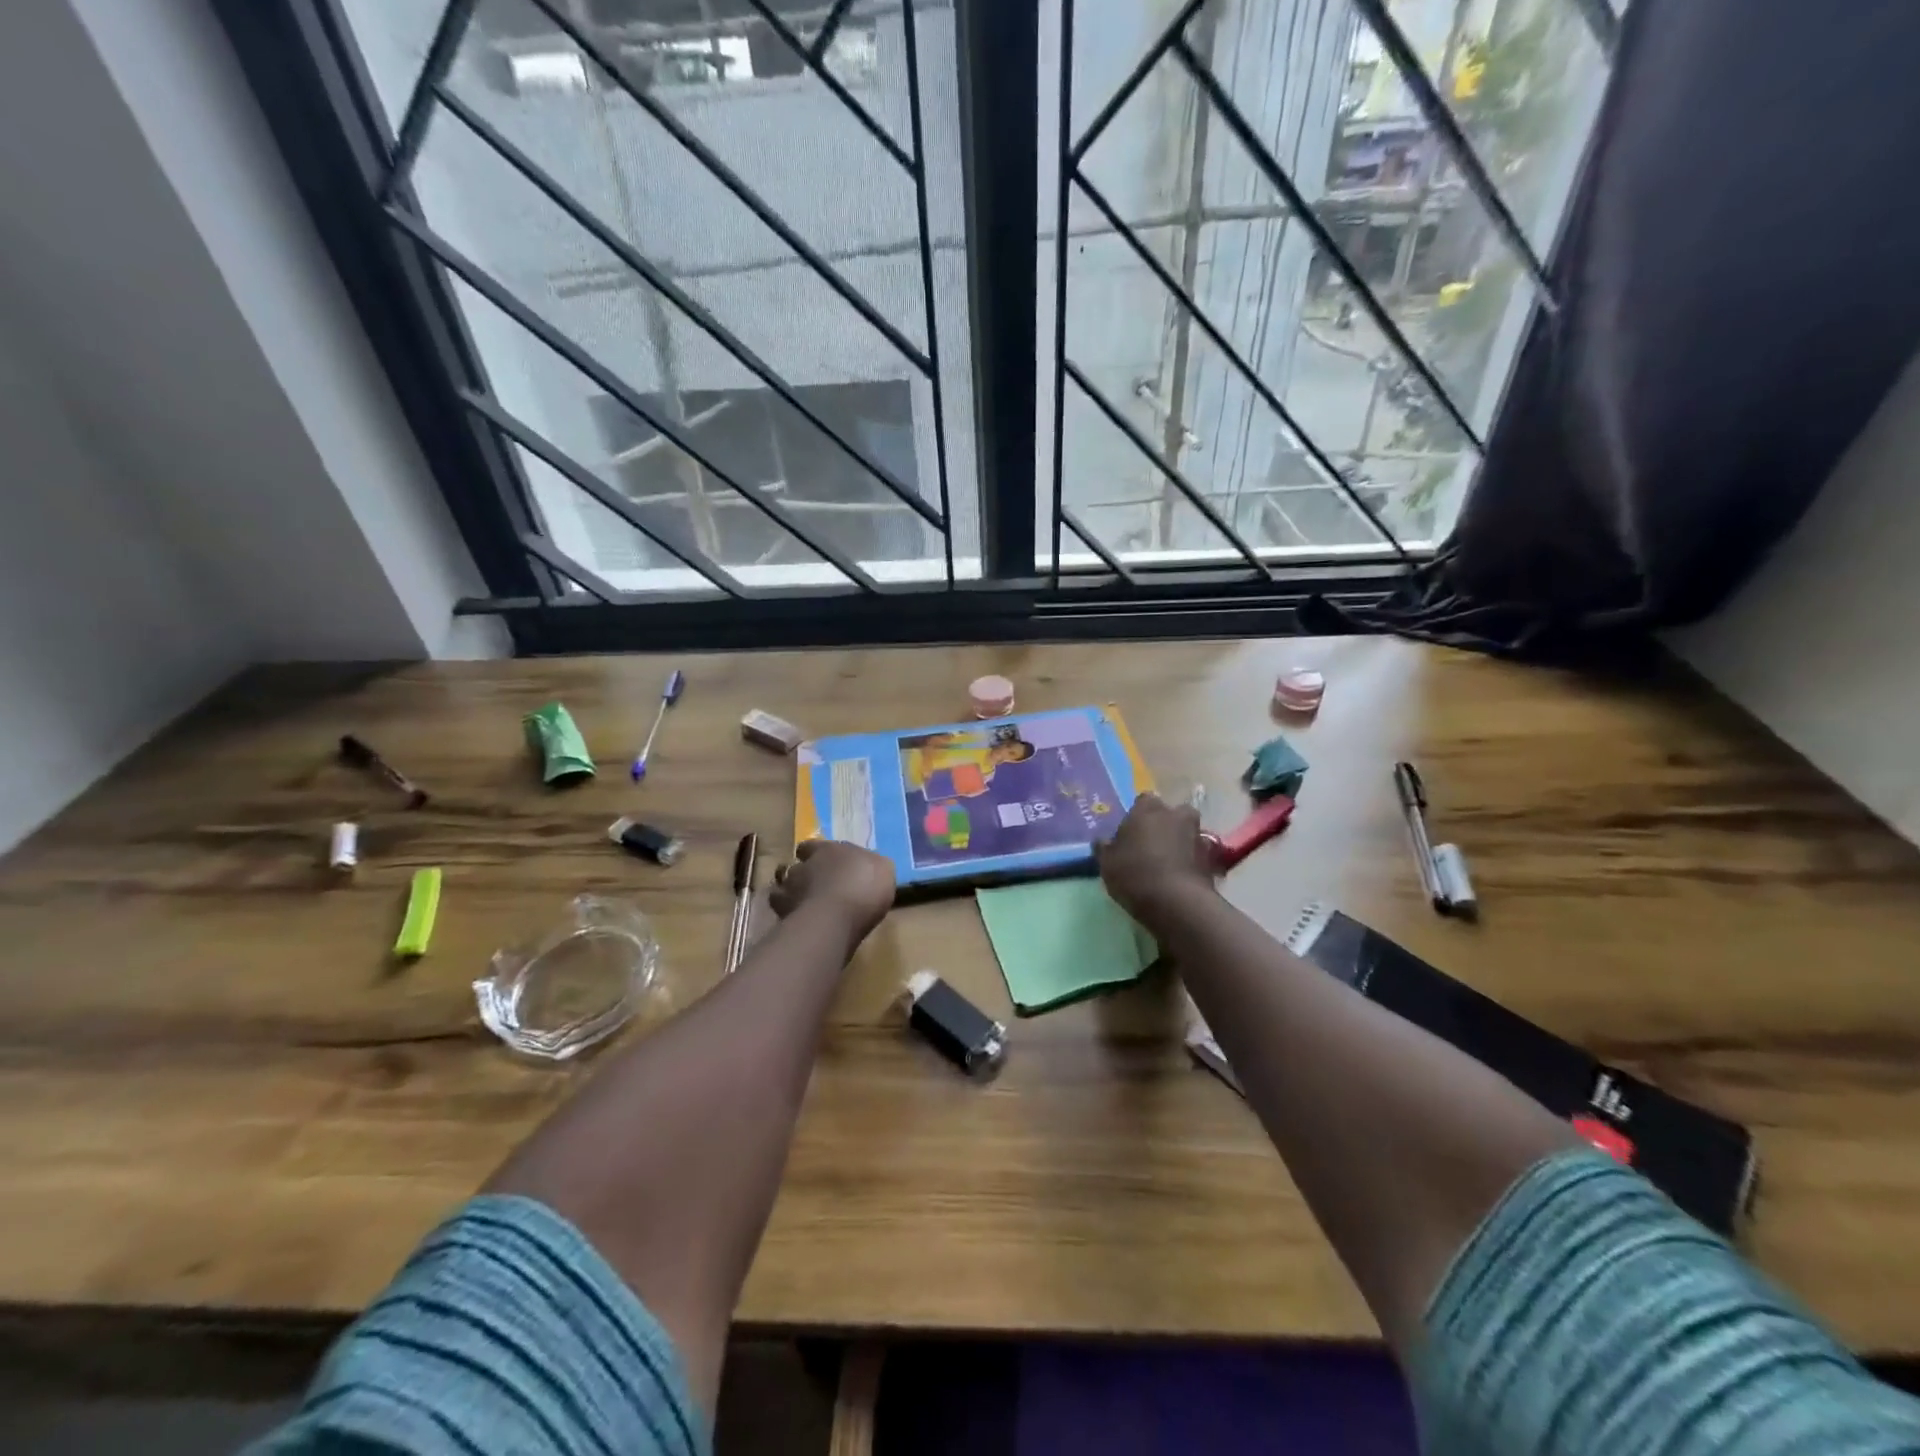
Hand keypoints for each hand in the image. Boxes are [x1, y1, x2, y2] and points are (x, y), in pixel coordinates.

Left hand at [770, 838, 895, 941]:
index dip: (815, 853)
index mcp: (829, 849)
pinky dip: (787, 912)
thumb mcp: (883, 870)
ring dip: (792, 892)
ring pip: (783, 886)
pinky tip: (797, 919)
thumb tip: (870, 865)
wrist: (835, 918)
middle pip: (797, 865)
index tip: (822, 862)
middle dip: (803, 874)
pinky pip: (781, 909)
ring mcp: (790, 888)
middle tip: (815, 886)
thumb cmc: (864, 887)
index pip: (812, 846)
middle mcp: (805, 865)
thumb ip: (873, 865)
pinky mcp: (783, 913)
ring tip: (802, 903)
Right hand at [1096, 793, 1216, 931]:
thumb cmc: (1135, 874)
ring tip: (1167, 864)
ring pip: (1187, 833)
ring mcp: (1198, 835)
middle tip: (1151, 845)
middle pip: (1171, 814)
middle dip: (1165, 825)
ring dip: (1180, 843)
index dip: (1137, 816)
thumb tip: (1102, 841)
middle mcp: (1176, 815)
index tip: (1130, 833)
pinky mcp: (1212, 859)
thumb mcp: (1107, 863)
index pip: (1143, 801)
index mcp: (1148, 809)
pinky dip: (1191, 862)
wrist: (1177, 903)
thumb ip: (1105, 848)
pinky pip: (1198, 855)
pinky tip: (1180, 877)